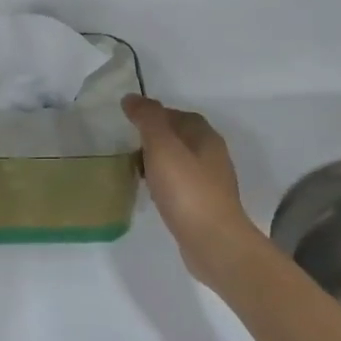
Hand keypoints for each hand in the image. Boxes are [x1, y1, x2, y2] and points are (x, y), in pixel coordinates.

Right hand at [123, 94, 264, 286]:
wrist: (213, 242)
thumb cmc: (187, 190)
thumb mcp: (163, 147)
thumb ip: (148, 119)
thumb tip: (132, 98)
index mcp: (205, 137)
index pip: (179, 115)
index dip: (155, 114)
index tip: (129, 122)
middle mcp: (212, 155)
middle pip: (181, 137)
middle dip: (155, 138)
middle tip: (127, 146)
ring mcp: (211, 183)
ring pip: (180, 162)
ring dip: (159, 161)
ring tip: (134, 169)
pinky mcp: (204, 206)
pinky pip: (180, 185)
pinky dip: (164, 182)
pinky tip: (151, 192)